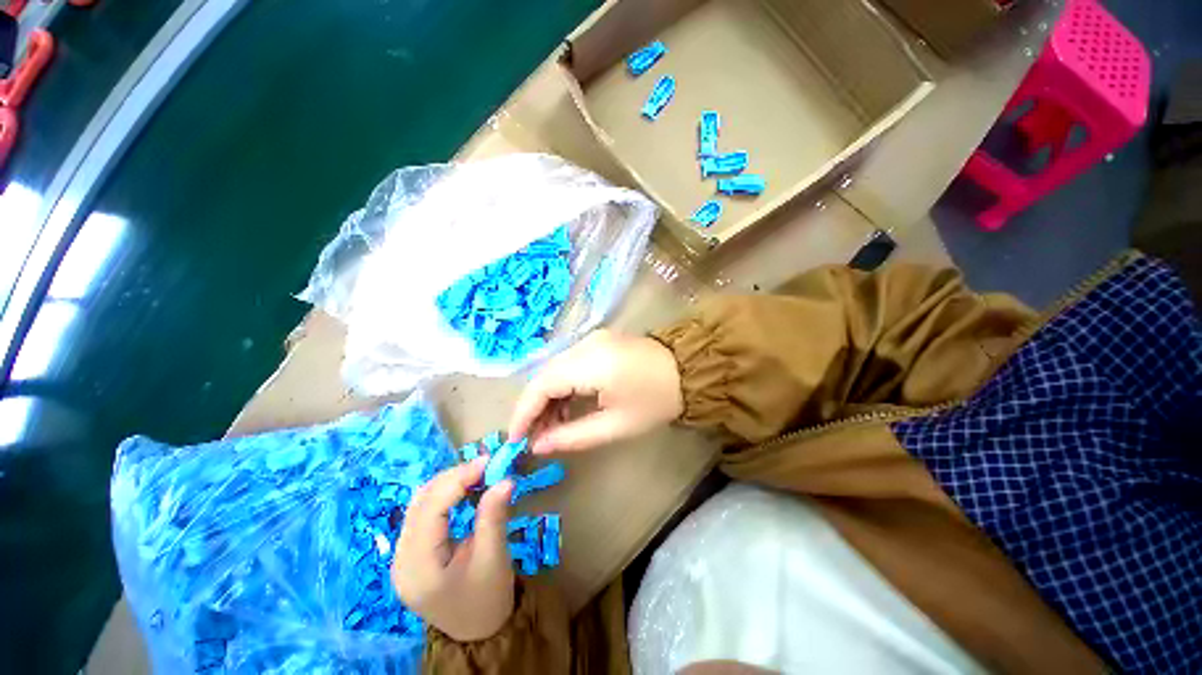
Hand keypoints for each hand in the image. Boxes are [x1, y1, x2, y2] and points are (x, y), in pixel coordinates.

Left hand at [391, 458, 514, 641]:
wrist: (478, 632)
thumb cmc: (487, 599)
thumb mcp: (494, 558)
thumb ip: (494, 517)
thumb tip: (505, 479)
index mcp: (417, 567)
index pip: (430, 509)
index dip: (457, 479)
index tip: (487, 461)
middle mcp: (401, 558)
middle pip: (421, 502)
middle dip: (453, 477)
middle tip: (486, 465)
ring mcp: (403, 555)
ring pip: (420, 503)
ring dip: (449, 483)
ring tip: (478, 473)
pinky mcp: (412, 551)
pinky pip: (424, 512)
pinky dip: (445, 494)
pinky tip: (465, 489)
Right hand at [509, 330, 683, 454]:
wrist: (688, 370)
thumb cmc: (656, 401)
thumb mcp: (616, 425)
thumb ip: (572, 436)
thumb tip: (538, 445)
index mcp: (591, 363)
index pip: (541, 385)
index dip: (523, 412)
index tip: (514, 440)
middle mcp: (586, 344)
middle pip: (544, 375)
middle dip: (534, 407)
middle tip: (534, 438)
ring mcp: (592, 338)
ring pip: (554, 369)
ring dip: (548, 398)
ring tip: (551, 428)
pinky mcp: (598, 341)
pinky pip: (568, 364)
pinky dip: (562, 386)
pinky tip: (566, 408)